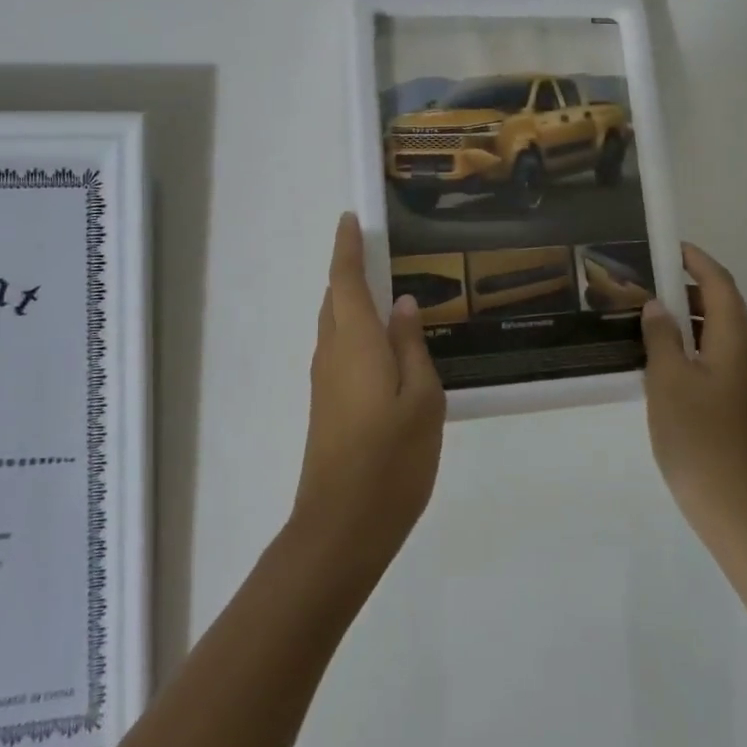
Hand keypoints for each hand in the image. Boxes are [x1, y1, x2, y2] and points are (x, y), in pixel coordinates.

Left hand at [291, 213, 444, 581]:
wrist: (341, 527)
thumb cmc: (391, 459)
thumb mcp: (422, 399)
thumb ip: (412, 347)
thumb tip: (404, 304)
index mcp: (355, 341)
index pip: (345, 279)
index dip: (347, 246)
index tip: (351, 219)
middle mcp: (331, 352)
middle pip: (335, 299)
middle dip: (350, 271)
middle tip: (381, 253)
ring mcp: (324, 381)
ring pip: (335, 325)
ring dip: (352, 302)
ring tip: (388, 295)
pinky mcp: (325, 404)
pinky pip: (339, 349)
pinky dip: (355, 331)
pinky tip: (383, 346)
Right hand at [639, 243, 746, 548]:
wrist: (736, 509)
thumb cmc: (699, 438)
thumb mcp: (668, 380)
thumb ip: (661, 336)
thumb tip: (658, 306)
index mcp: (736, 341)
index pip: (720, 283)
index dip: (696, 260)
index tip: (666, 246)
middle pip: (722, 305)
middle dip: (686, 286)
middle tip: (645, 280)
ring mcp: (745, 382)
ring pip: (717, 333)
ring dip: (686, 316)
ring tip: (644, 314)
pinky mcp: (738, 404)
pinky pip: (714, 357)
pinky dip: (689, 344)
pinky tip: (658, 357)